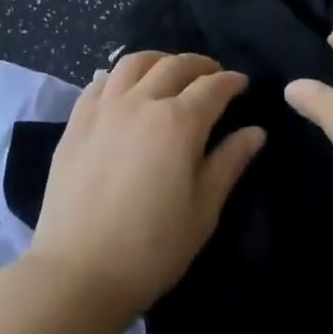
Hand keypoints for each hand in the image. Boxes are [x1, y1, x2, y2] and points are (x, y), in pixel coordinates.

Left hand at [27, 51, 265, 323]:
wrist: (78, 272)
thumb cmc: (152, 248)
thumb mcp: (203, 210)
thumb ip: (229, 163)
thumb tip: (255, 132)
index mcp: (178, 122)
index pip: (213, 87)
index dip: (231, 82)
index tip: (242, 85)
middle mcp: (142, 101)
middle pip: (175, 65)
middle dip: (200, 65)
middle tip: (212, 75)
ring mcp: (105, 108)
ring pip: (134, 63)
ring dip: (159, 60)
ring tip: (169, 71)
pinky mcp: (77, 122)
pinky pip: (100, 82)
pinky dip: (120, 75)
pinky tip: (125, 88)